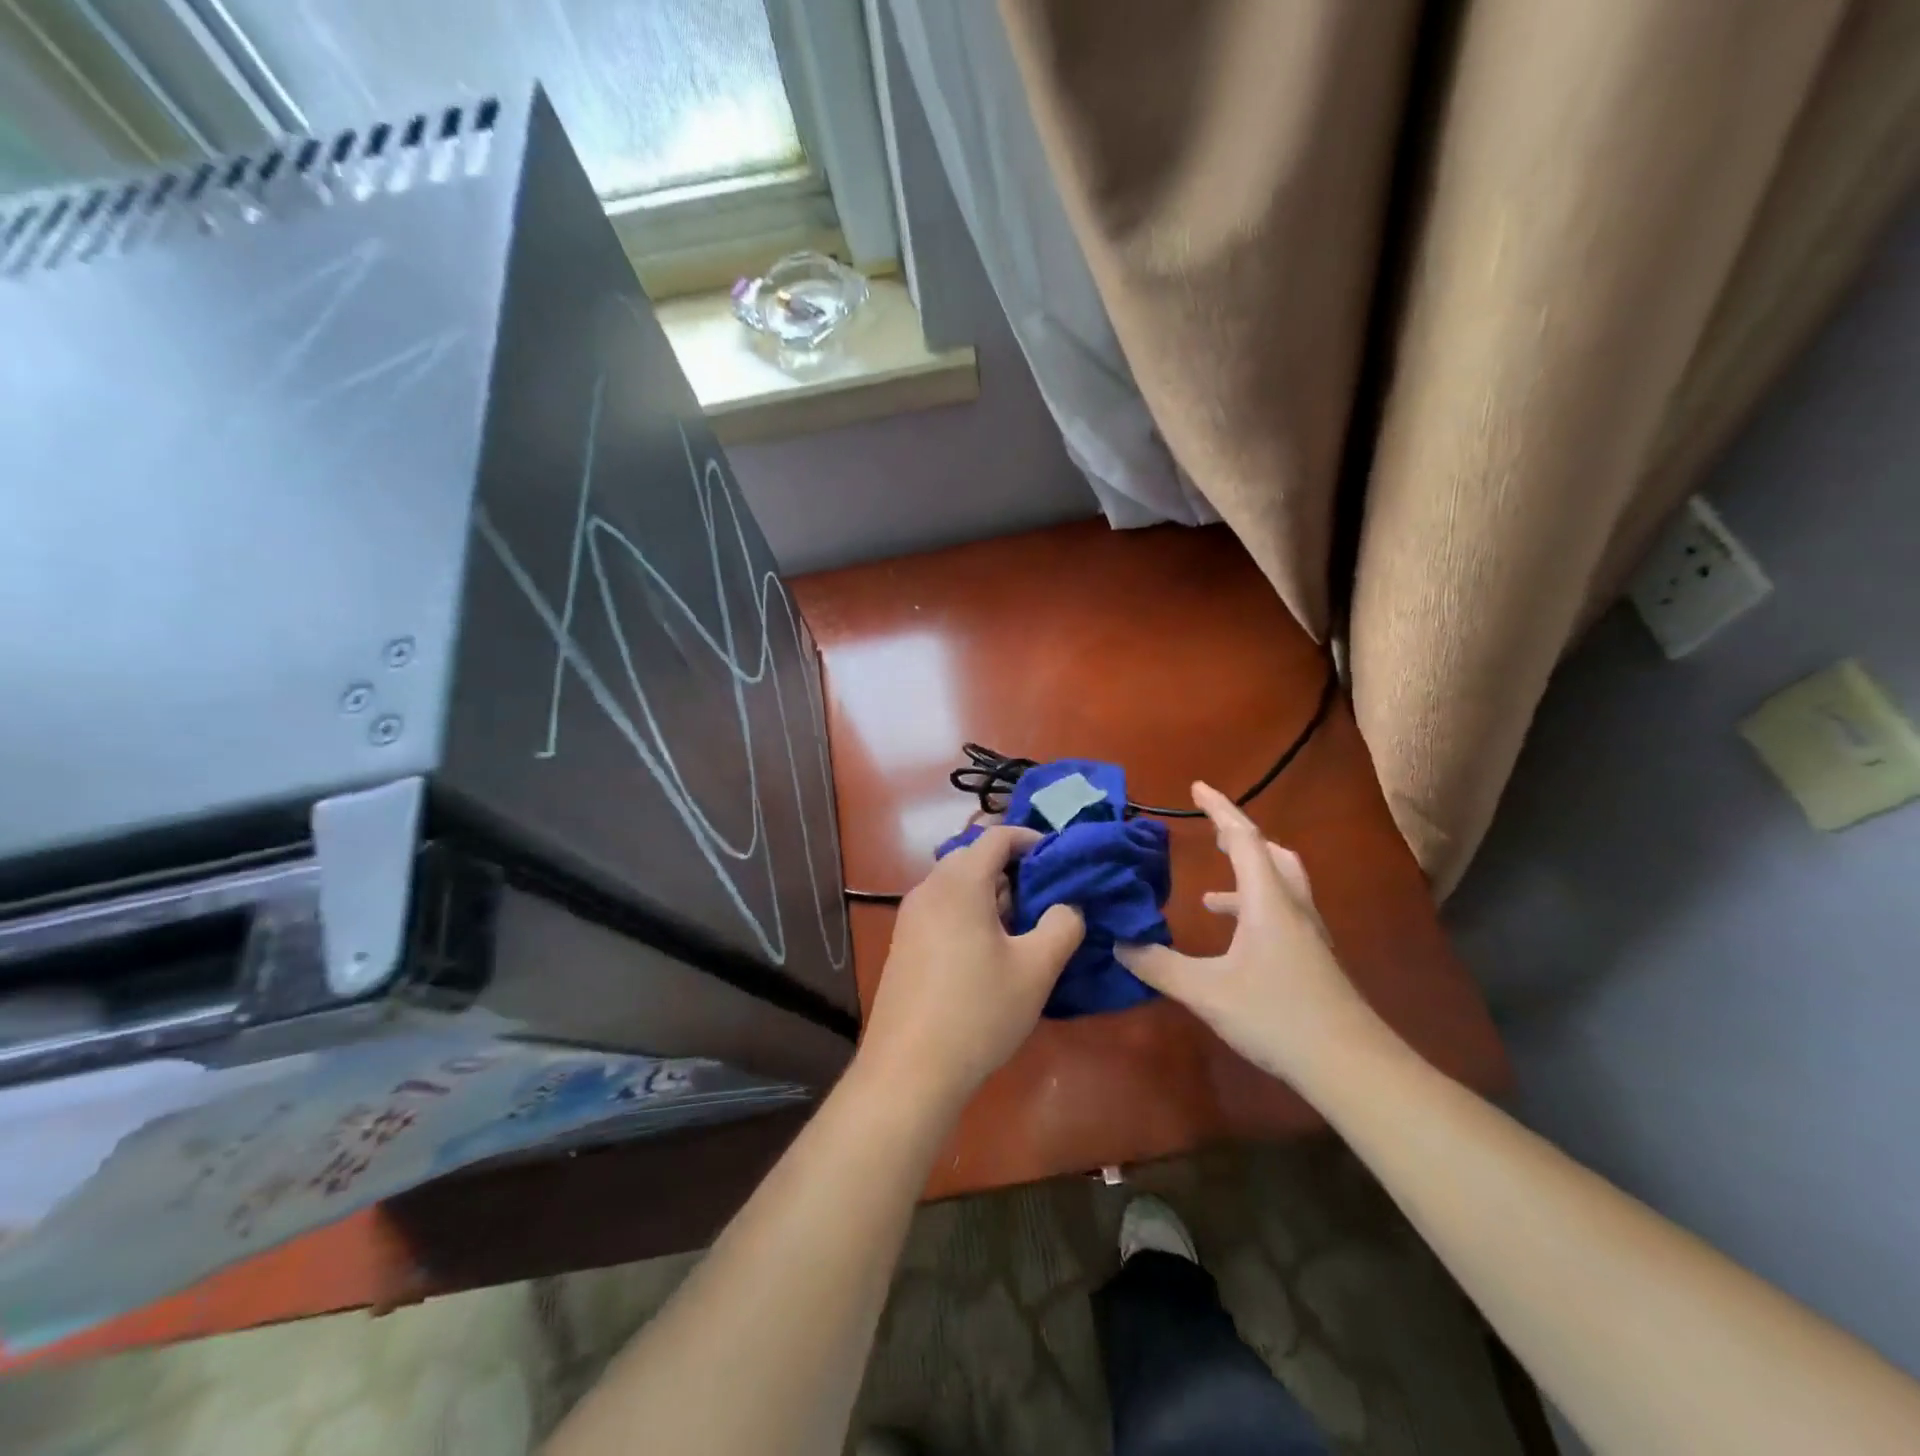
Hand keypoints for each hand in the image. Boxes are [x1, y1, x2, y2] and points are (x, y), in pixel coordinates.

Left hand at [858, 826, 1084, 1112]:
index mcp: (959, 883)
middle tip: (1044, 897)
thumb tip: (1068, 905)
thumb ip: (1062, 925)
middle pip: (973, 857)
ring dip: (990, 893)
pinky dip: (969, 913)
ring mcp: (910, 917)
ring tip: (1022, 927)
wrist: (909, 1070)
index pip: (996, 836)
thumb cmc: (978, 1012)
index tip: (1059, 858)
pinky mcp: (903, 944)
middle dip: (1011, 869)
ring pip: (956, 885)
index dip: (1030, 839)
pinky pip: (942, 909)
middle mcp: (929, 889)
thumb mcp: (1036, 969)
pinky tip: (988, 952)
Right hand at [1117, 782, 1383, 1088]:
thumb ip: (1158, 965)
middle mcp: (1292, 907)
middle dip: (1239, 837)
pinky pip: (1281, 912)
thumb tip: (1118, 942)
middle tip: (1211, 833)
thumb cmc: (1277, 1016)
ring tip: (1209, 895)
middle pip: (1270, 854)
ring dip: (1247, 875)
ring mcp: (1308, 934)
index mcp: (1268, 900)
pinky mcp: (1313, 958)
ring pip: (1280, 884)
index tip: (1196, 787)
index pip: (1244, 838)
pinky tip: (1234, 941)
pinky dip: (1254, 908)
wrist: (1351, 1067)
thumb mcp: (1206, 991)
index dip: (1219, 809)